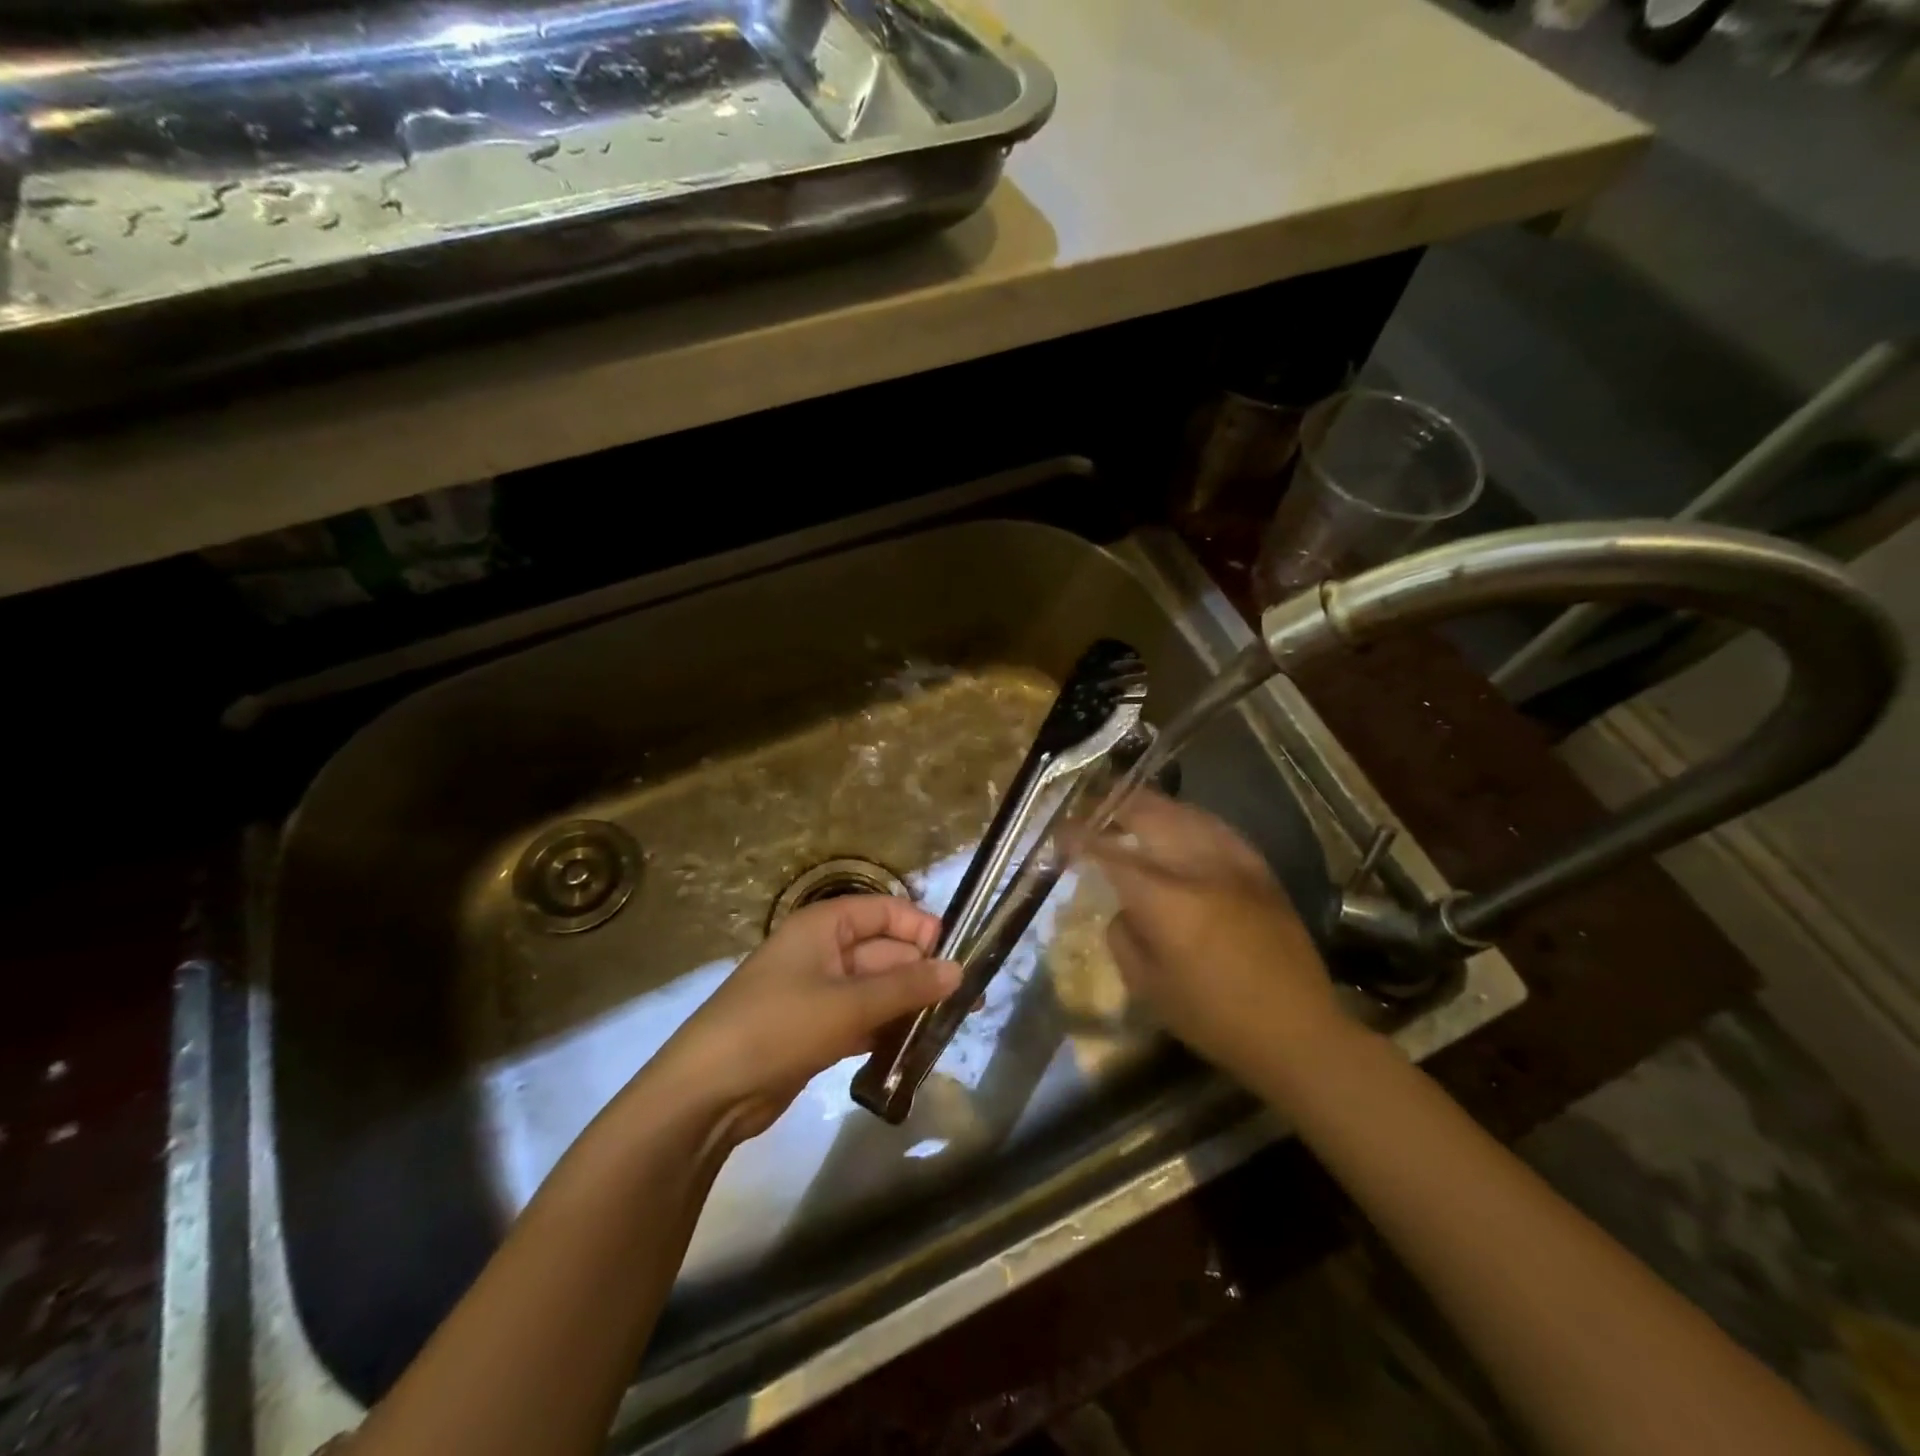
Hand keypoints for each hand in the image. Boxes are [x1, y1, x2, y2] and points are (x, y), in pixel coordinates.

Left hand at [644, 896, 959, 1142]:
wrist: (706, 1092)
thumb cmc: (778, 1026)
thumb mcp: (847, 1004)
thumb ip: (906, 986)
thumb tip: (958, 970)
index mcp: (823, 926)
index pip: (884, 911)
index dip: (920, 927)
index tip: (957, 955)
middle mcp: (822, 952)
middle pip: (883, 951)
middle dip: (922, 973)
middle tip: (968, 1002)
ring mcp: (818, 993)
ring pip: (876, 989)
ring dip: (908, 1005)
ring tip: (950, 1026)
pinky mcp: (815, 1030)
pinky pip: (862, 1019)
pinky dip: (886, 1030)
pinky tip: (915, 1048)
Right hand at [1084, 791, 1346, 1086]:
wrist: (1297, 1031)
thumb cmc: (1214, 1018)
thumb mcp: (1149, 987)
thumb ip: (1124, 937)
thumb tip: (1124, 909)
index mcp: (1165, 900)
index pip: (1110, 853)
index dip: (1080, 838)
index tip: (1061, 833)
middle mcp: (1197, 868)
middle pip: (1149, 815)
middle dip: (1114, 805)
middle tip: (1092, 808)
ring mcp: (1233, 864)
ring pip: (1185, 813)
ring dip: (1150, 806)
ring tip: (1129, 807)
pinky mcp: (1259, 870)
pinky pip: (1217, 828)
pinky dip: (1189, 818)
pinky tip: (1179, 822)